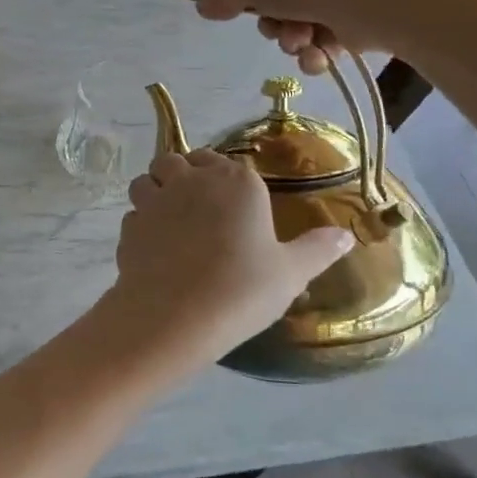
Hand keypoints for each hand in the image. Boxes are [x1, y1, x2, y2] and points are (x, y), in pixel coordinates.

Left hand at [106, 149, 352, 363]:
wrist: (175, 317)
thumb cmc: (241, 290)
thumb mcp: (291, 273)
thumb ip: (318, 249)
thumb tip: (347, 236)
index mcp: (237, 182)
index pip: (226, 162)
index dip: (223, 177)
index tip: (230, 203)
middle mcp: (192, 180)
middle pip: (178, 161)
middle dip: (183, 176)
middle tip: (198, 209)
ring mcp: (155, 200)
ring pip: (146, 180)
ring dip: (154, 192)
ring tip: (169, 221)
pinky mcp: (129, 226)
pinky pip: (133, 215)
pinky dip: (140, 225)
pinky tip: (154, 249)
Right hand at [195, 0, 412, 74]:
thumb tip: (206, 6)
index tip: (218, 6)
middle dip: (265, 18)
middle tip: (269, 27)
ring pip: (291, 14)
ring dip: (289, 36)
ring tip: (299, 41)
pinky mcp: (351, 4)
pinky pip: (318, 30)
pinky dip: (313, 47)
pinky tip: (316, 53)